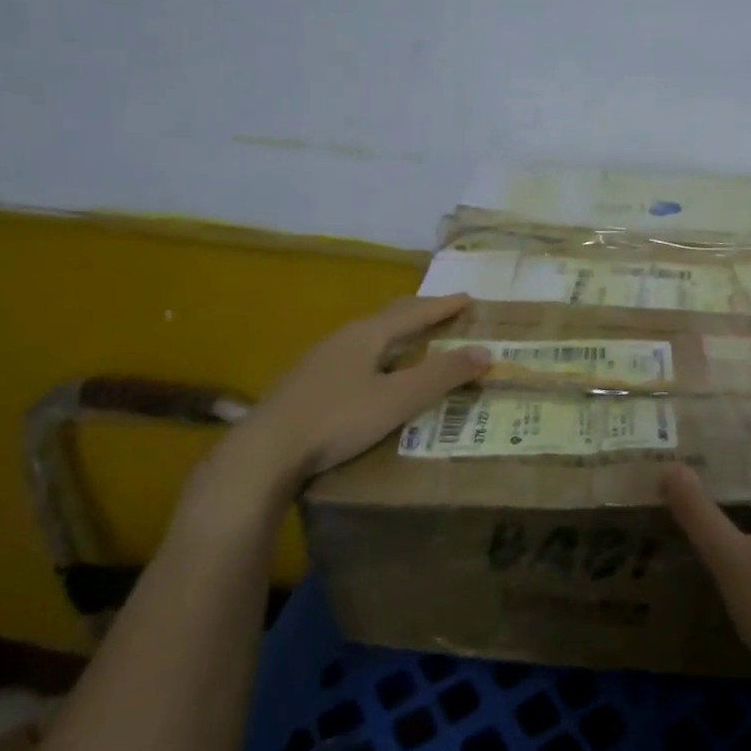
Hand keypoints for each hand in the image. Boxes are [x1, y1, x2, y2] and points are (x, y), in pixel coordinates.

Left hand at [196, 294, 489, 519]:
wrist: (264, 452)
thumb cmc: (338, 419)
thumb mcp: (398, 399)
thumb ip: (442, 376)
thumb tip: (485, 352)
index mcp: (367, 335)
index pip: (414, 312)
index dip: (443, 306)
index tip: (468, 298)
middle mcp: (343, 339)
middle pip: (388, 318)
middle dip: (419, 313)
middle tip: (444, 312)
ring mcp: (320, 360)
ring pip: (368, 337)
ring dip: (396, 335)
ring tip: (413, 341)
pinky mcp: (306, 384)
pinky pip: (353, 357)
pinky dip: (377, 355)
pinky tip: (373, 374)